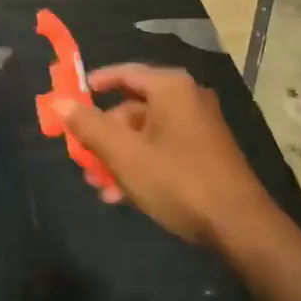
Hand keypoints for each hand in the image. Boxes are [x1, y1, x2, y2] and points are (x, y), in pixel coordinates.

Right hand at [61, 64, 276, 249]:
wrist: (241, 226)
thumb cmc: (178, 180)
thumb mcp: (125, 154)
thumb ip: (89, 126)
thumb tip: (59, 102)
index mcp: (170, 87)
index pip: (124, 73)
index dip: (94, 85)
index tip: (71, 100)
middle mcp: (186, 98)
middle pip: (132, 107)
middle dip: (104, 134)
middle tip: (82, 157)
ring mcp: (199, 126)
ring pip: (146, 133)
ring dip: (119, 156)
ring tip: (98, 185)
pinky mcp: (206, 153)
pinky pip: (163, 149)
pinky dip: (141, 165)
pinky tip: (123, 196)